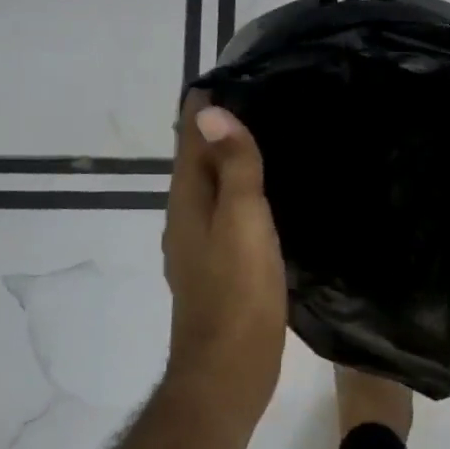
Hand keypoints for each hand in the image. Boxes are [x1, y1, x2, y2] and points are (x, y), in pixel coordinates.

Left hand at [163, 92, 288, 420]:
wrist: (227, 373)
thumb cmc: (237, 294)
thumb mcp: (242, 222)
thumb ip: (233, 168)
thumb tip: (212, 112)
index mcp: (187, 203)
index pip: (189, 140)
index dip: (203, 107)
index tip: (230, 75)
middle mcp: (186, 220)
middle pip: (197, 163)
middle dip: (217, 130)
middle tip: (257, 98)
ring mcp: (199, 248)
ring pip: (210, 190)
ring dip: (227, 162)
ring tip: (263, 138)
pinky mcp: (218, 269)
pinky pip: (225, 215)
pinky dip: (238, 194)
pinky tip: (263, 198)